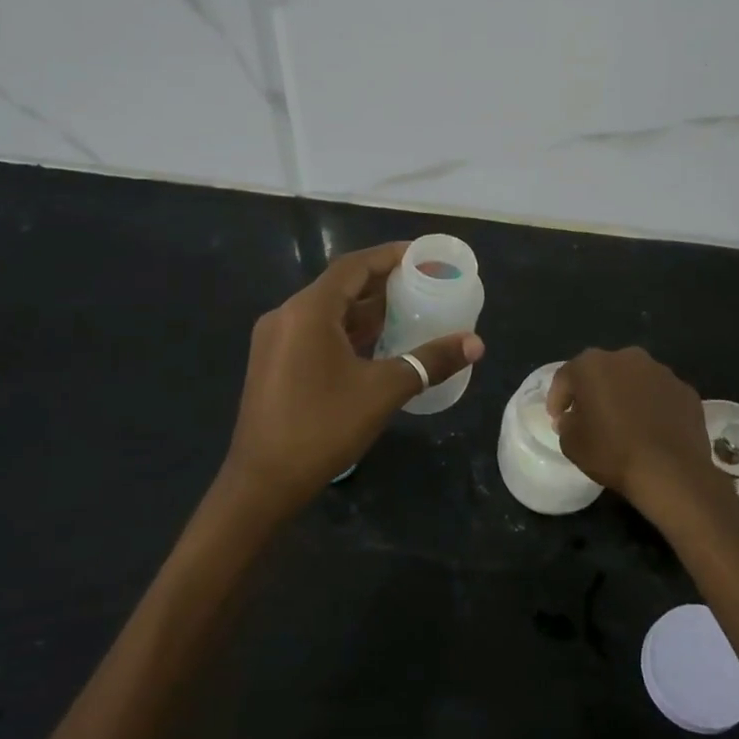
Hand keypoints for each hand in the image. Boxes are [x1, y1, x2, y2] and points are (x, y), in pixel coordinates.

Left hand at [219, 242, 483, 522]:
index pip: (354, 266)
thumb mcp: (383, 391)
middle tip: (423, 284)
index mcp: (308, 310)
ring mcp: (275, 340)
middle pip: (340, 286)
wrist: (262, 483)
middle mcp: (286, 315)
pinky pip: (316, 333)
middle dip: (382, 284)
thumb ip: (429, 361)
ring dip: (365, 310)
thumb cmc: (323, 427)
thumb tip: (476, 343)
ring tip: (408, 310)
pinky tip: (376, 344)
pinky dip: (347, 331)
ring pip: (327, 312)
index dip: (389, 256)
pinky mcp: (273, 363)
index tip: (423, 255)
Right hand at [547, 347, 724, 514]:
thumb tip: (573, 417)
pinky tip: (651, 430)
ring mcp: (661, 371)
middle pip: (602, 372)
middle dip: (593, 391)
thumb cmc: (612, 452)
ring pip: (633, 380)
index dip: (558, 399)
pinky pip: (659, 395)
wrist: (671, 471)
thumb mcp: (571, 443)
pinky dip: (652, 407)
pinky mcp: (685, 390)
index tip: (557, 419)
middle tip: (590, 417)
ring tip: (624, 424)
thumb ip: (566, 423)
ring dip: (625, 396)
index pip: (566, 377)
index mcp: (593, 365)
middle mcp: (627, 358)